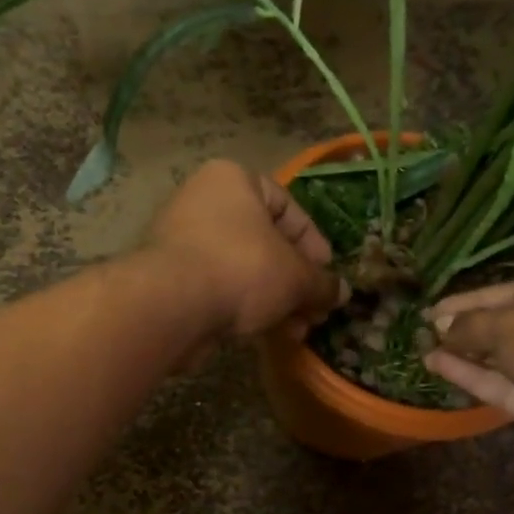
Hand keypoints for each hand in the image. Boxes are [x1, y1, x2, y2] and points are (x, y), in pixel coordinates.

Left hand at [145, 160, 346, 340]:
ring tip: (296, 331)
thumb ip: (322, 283)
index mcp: (234, 180)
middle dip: (295, 282)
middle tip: (315, 312)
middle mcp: (205, 202)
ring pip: (245, 269)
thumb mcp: (296, 277)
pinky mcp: (172, 278)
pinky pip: (221, 287)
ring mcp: (184, 240)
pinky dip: (246, 307)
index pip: (287, 206)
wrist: (172, 306)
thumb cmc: (242, 269)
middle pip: (266, 242)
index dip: (314, 244)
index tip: (327, 275)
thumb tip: (341, 293)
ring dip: (276, 300)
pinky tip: (266, 333)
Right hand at [424, 272, 513, 478]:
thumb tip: (442, 330)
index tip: (436, 309)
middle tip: (428, 332)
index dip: (472, 300)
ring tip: (425, 351)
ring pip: (508, 363)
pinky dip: (477, 380)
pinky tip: (440, 368)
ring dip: (467, 356)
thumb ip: (473, 325)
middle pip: (512, 327)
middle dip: (469, 330)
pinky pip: (509, 391)